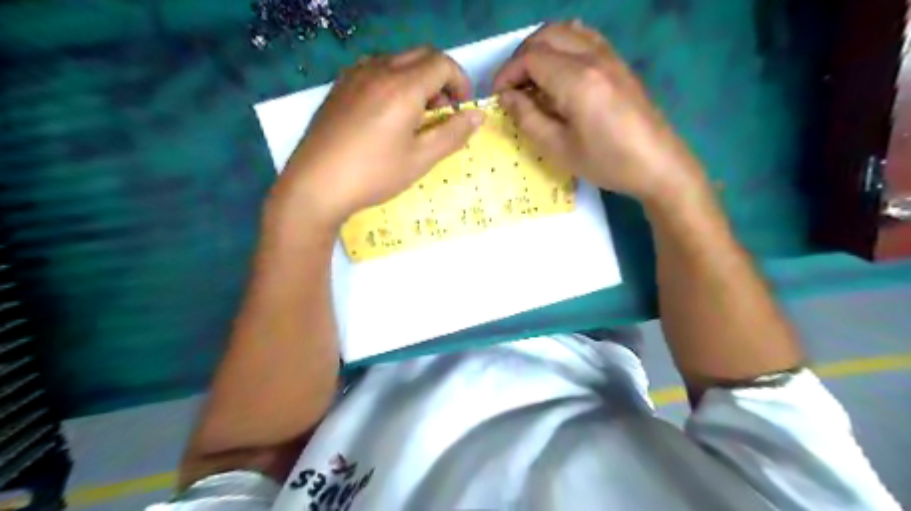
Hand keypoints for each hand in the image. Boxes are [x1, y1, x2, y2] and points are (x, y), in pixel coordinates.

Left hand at [272, 48, 482, 227]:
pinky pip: (376, 69)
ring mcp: (355, 75)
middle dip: (441, 79)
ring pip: (398, 61)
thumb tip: (478, 116)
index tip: (462, 109)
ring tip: (415, 116)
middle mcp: (379, 69)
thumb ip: (453, 134)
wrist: (316, 184)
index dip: (461, 83)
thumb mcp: (420, 159)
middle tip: (442, 112)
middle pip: (422, 56)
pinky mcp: (340, 86)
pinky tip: (387, 114)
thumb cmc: (374, 174)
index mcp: (403, 86)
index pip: (443, 64)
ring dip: (417, 79)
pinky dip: (393, 82)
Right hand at [495, 20, 707, 204]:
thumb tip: (507, 97)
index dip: (507, 74)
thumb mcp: (558, 149)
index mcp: (576, 80)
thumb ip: (528, 118)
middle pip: (546, 36)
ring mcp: (610, 56)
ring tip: (532, 78)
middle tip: (512, 87)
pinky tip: (559, 68)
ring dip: (541, 48)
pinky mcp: (619, 63)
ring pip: (566, 31)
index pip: (530, 58)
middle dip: (521, 58)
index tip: (497, 96)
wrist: (658, 165)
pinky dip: (564, 44)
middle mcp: (593, 58)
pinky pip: (586, 37)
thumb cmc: (606, 162)